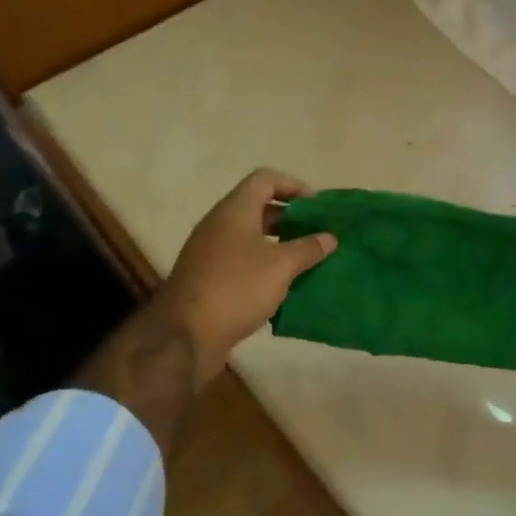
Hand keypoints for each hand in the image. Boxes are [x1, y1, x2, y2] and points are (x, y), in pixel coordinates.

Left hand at [155, 168, 335, 381]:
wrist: (186, 335)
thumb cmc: (237, 288)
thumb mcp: (281, 266)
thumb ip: (308, 248)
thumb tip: (329, 237)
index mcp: (235, 211)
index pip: (265, 179)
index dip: (294, 186)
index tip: (319, 207)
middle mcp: (220, 225)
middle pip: (260, 208)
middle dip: (292, 218)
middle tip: (319, 233)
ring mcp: (212, 252)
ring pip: (253, 237)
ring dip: (281, 245)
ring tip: (308, 260)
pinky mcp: (210, 278)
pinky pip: (244, 261)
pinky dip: (266, 266)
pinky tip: (286, 285)